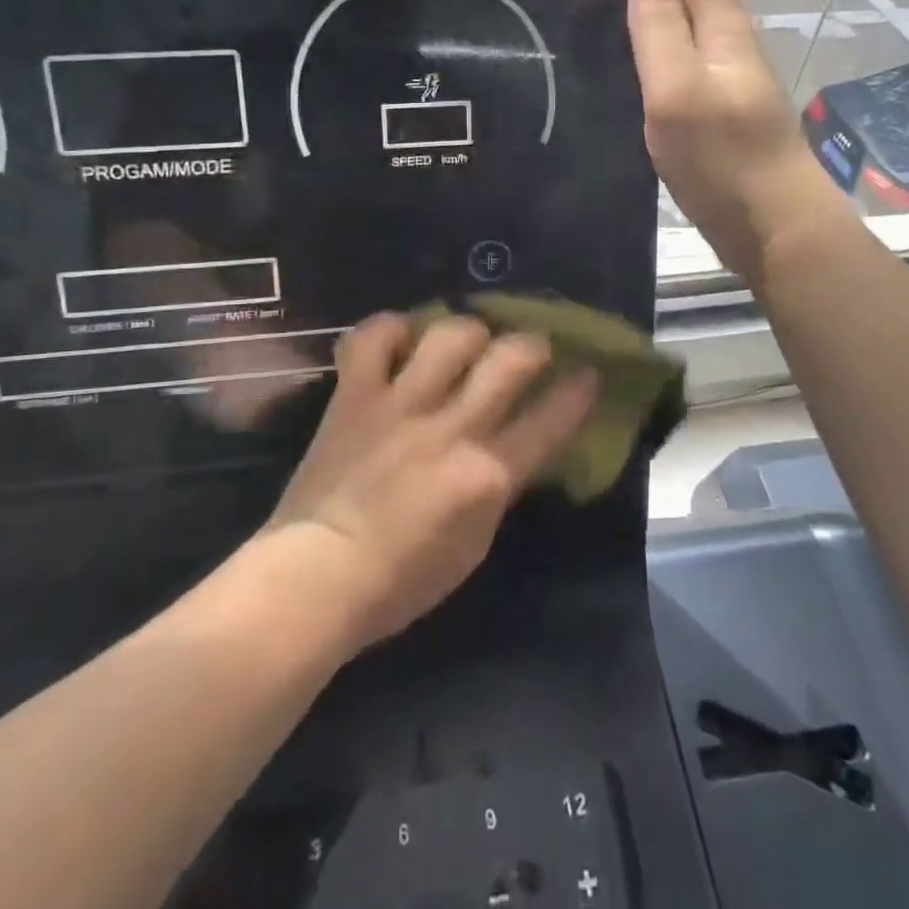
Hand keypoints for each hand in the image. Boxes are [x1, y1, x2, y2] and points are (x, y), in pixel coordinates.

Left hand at [266, 314, 597, 649]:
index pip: (552, 419)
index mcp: (487, 474)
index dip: (579, 391)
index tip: (588, 372)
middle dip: (531, 344)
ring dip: (466, 331)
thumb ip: (498, 486)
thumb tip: (513, 446)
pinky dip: (390, 330)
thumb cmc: (403, 579)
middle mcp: (451, 427)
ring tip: (463, 342)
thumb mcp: (475, 543)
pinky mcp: (355, 394)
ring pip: (449, 334)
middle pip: (510, 357)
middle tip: (527, 349)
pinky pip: (373, 337)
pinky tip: (400, 340)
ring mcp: (400, 404)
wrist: (319, 576)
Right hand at [629, 0, 848, 279]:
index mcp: (722, 32)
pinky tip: (656, 35)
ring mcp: (730, 78)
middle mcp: (731, 45)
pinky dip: (673, 25)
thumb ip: (661, 30)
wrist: (775, 227)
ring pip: (700, 14)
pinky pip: (692, 48)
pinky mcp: (722, 108)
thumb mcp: (678, 93)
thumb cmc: (723, 161)